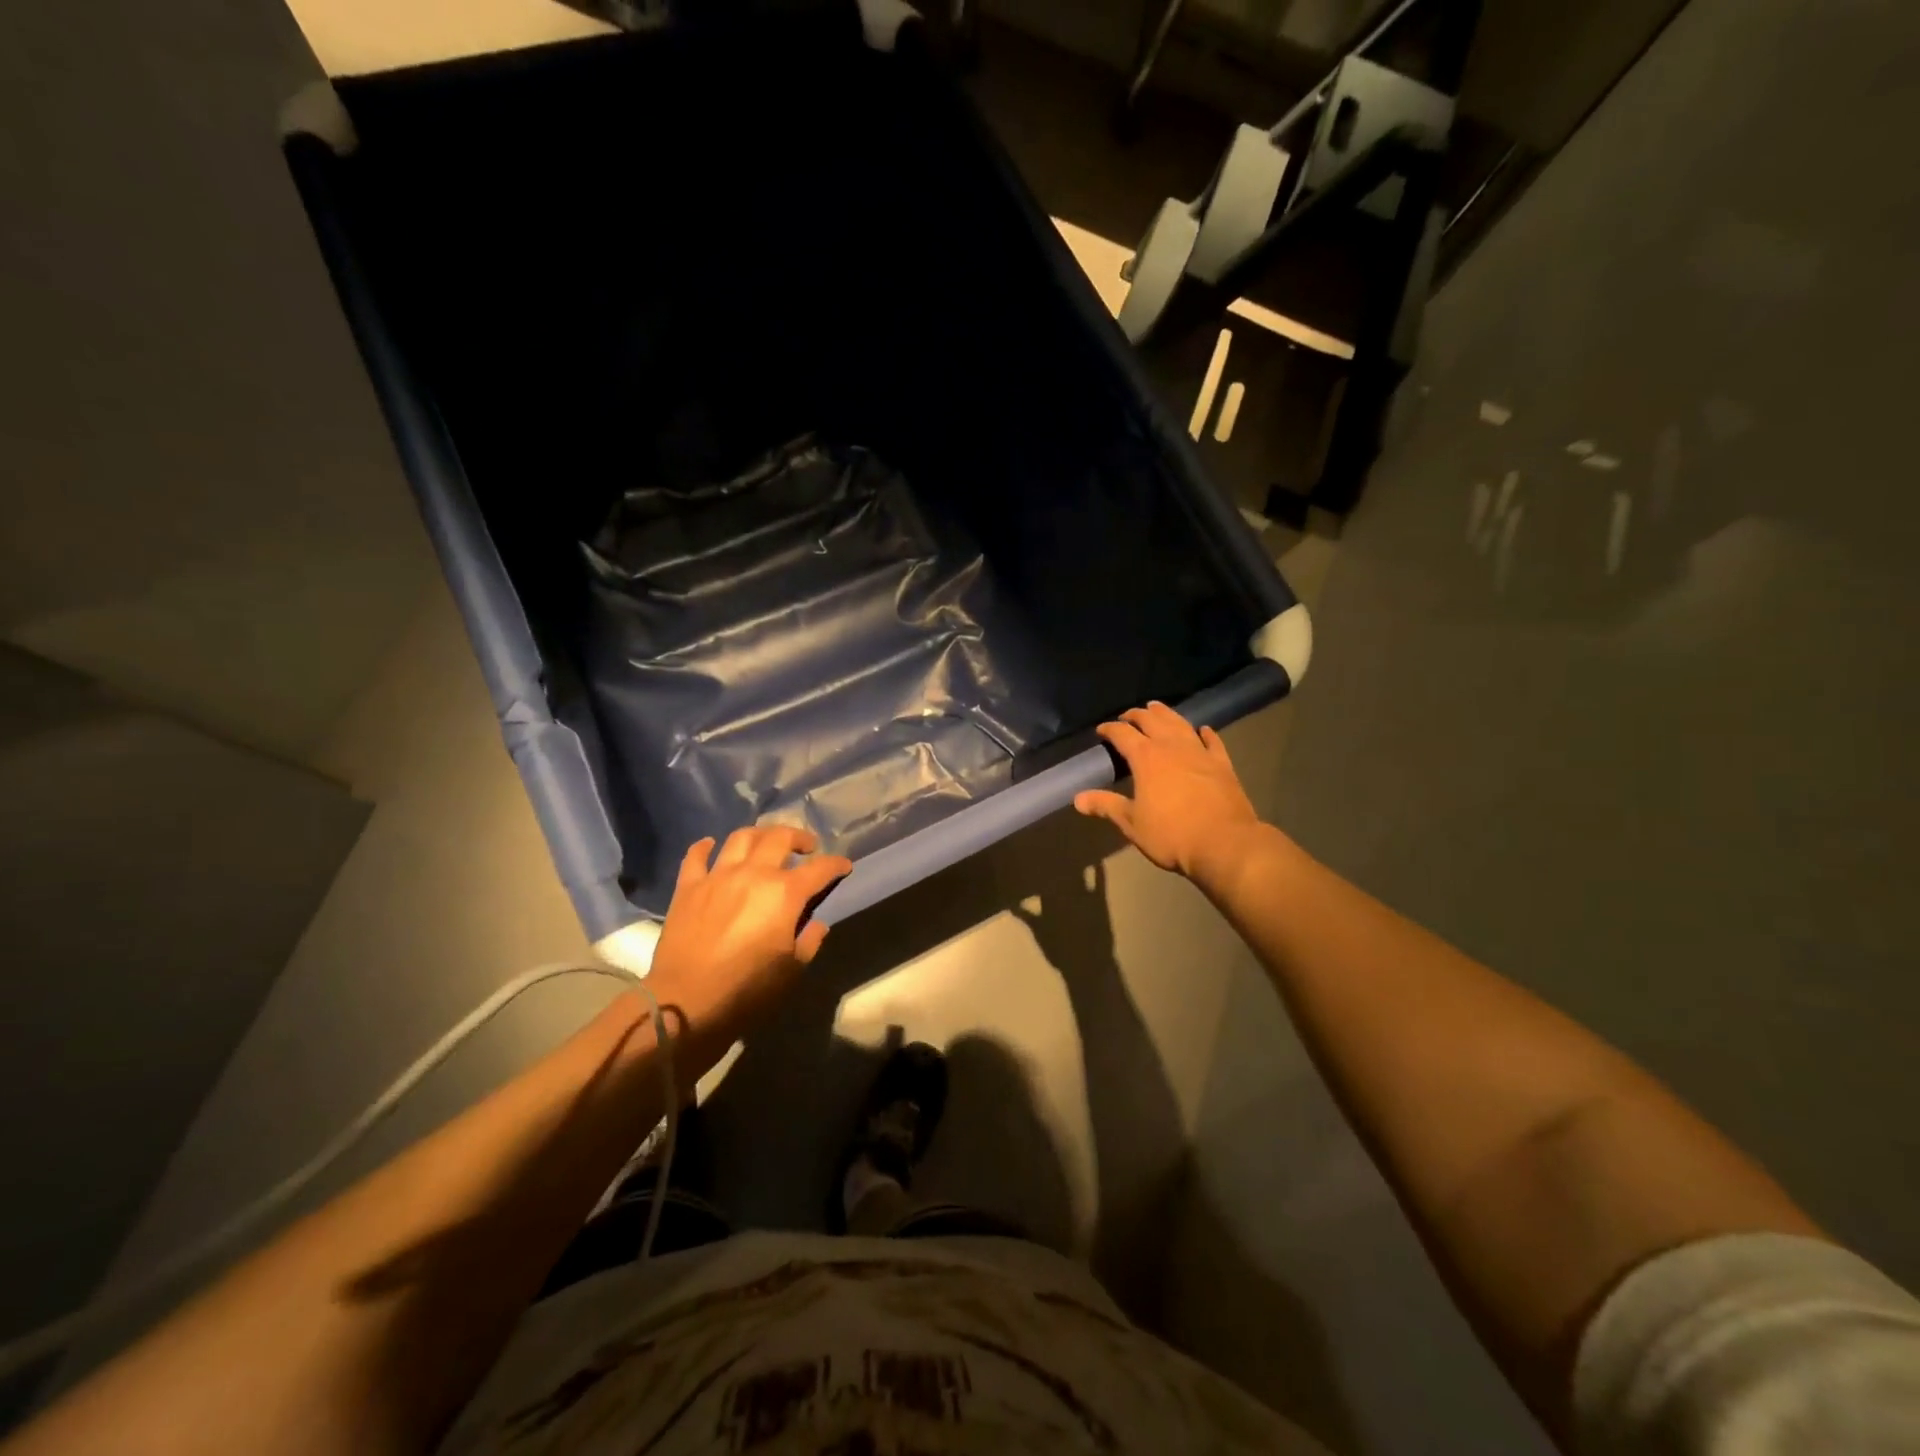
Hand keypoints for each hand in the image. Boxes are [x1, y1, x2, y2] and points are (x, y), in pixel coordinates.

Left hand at [647, 826, 852, 1046]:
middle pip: (780, 837)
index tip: (844, 865)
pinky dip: (705, 846)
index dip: (836, 864)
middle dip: (799, 837)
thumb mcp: (791, 971)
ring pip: (741, 837)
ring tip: (766, 842)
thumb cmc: (746, 989)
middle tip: (806, 847)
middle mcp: (754, 874)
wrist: (685, 1001)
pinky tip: (711, 844)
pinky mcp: (688, 887)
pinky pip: (696, 856)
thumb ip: (809, 941)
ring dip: (759, 834)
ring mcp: (718, 876)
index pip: (820, 869)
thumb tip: (815, 924)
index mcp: (785, 893)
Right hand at [1073, 701, 1260, 882]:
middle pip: (1151, 721)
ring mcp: (1200, 752)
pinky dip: (1205, 733)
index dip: (1110, 729)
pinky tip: (1203, 730)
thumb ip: (1106, 805)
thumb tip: (1077, 799)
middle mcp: (1171, 746)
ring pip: (1180, 723)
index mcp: (1146, 758)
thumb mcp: (1131, 823)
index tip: (1101, 730)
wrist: (1224, 843)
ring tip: (1156, 708)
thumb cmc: (1171, 834)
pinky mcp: (1222, 764)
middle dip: (1137, 715)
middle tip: (1127, 716)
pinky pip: (1212, 741)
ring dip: (1166, 714)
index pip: (1122, 734)